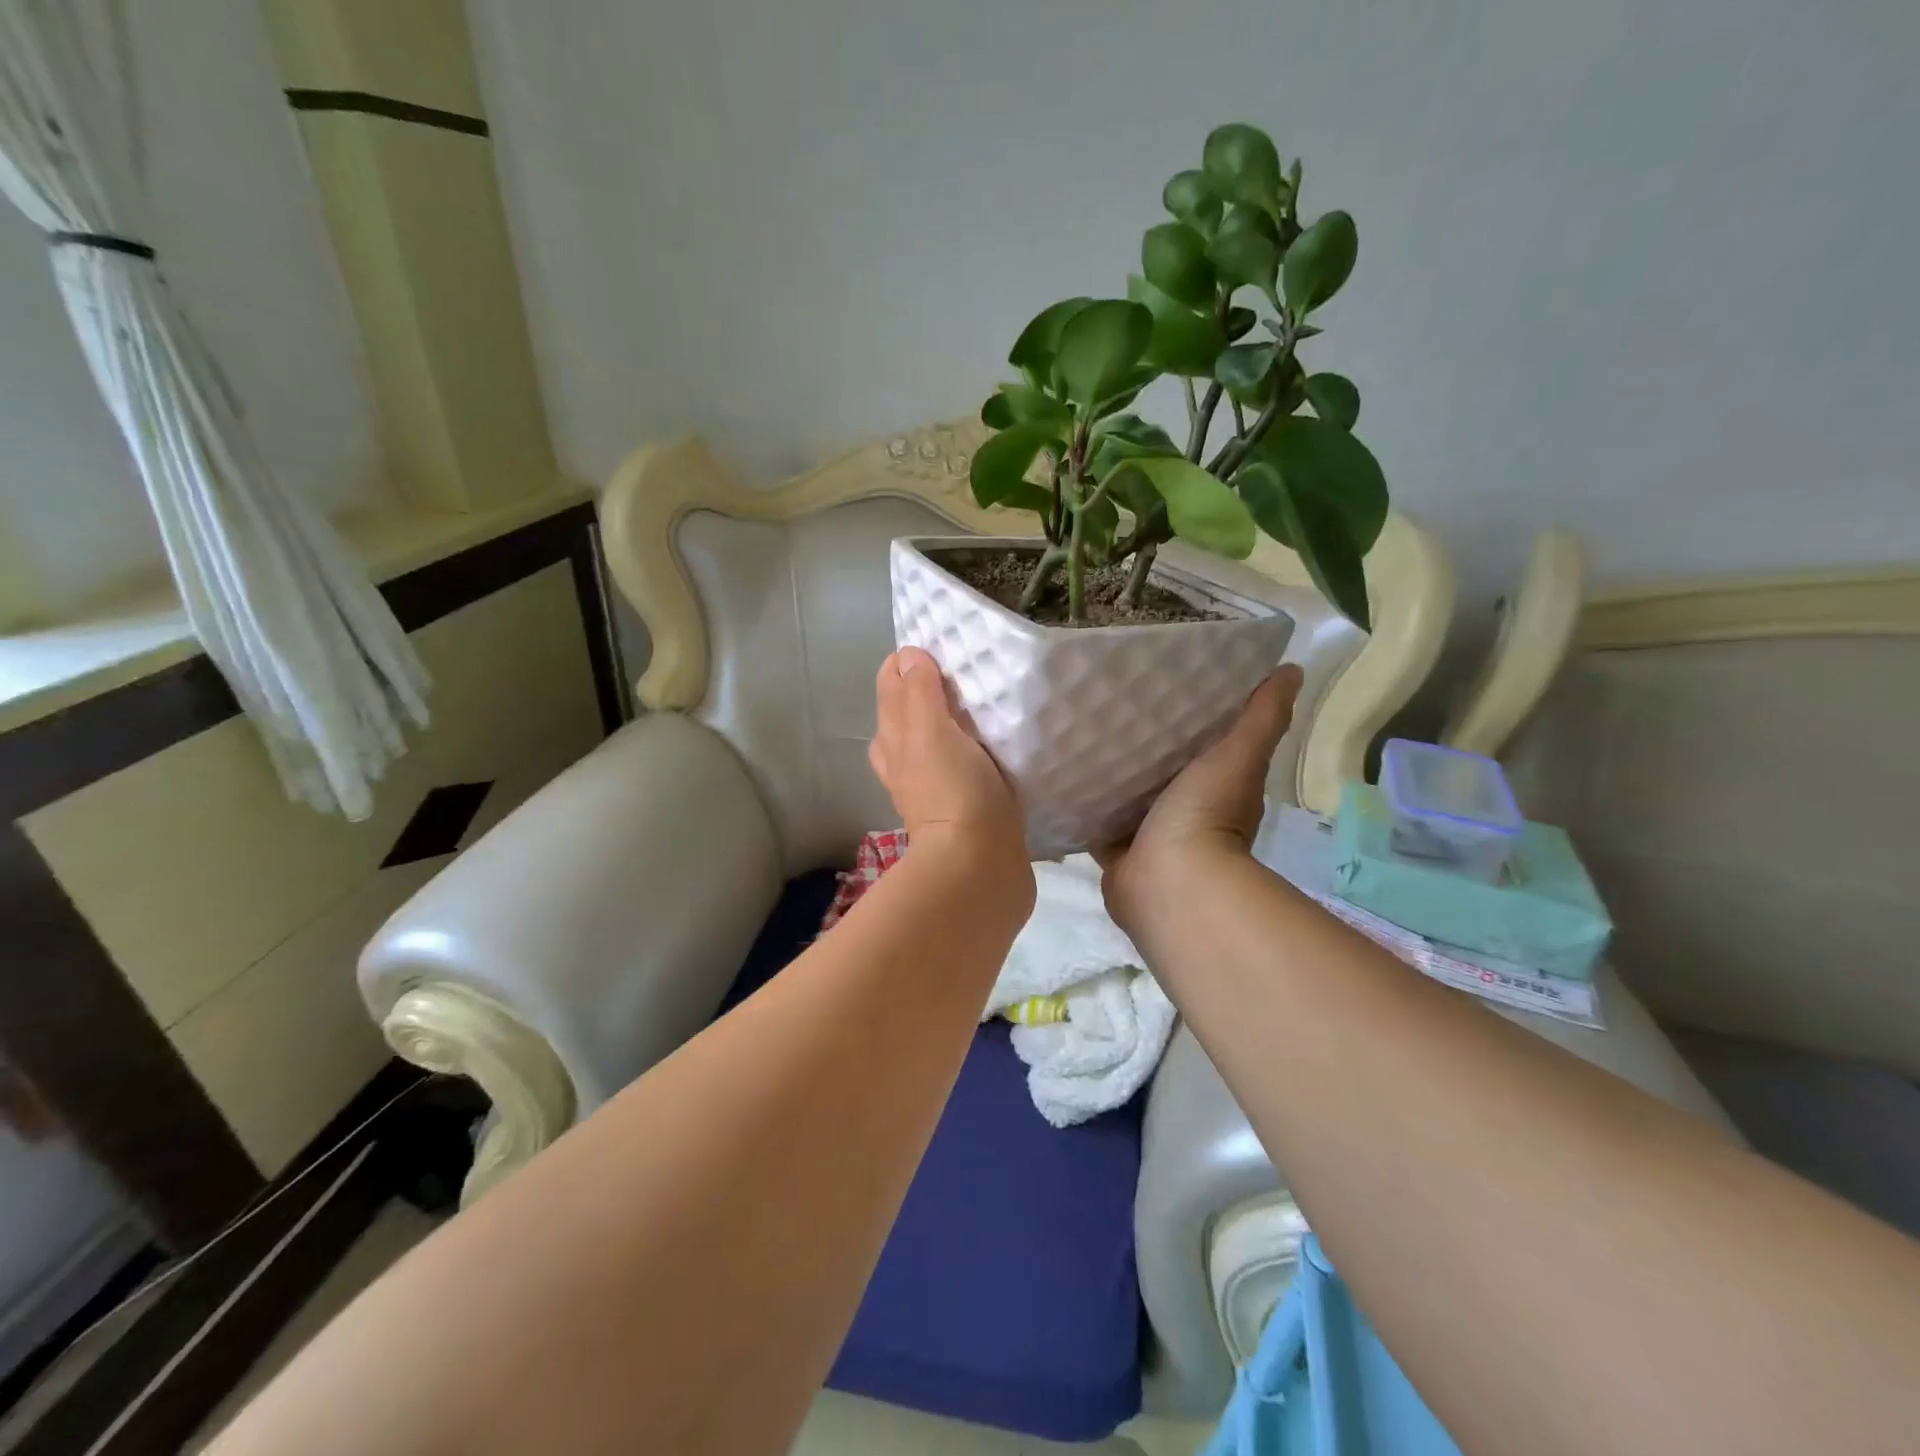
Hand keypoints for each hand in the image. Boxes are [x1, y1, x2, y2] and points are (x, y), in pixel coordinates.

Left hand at [870, 648, 1027, 871]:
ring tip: (970, 709)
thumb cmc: (953, 789)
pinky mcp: (958, 810)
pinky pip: (953, 769)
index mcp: (895, 739)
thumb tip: (908, 656)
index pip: (890, 687)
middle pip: (901, 717)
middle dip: (918, 691)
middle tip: (955, 672)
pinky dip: (962, 754)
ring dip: (939, 725)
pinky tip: (985, 752)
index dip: (905, 664)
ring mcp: (928, 790)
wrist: (978, 865)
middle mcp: (903, 763)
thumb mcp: (932, 731)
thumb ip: (920, 692)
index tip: (936, 647)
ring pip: (924, 746)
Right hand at [1096, 665, 1302, 935]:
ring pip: (1126, 794)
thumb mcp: (1238, 756)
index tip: (1166, 684)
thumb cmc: (1206, 815)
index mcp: (1216, 787)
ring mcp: (1147, 833)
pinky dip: (1084, 802)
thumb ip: (1261, 718)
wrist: (1170, 883)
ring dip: (1111, 772)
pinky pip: (1096, 818)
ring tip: (1080, 730)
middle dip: (1142, 744)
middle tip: (1111, 701)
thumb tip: (1293, 670)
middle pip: (1160, 769)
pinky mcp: (1114, 849)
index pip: (1204, 744)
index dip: (1191, 719)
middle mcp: (1183, 811)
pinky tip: (1063, 774)